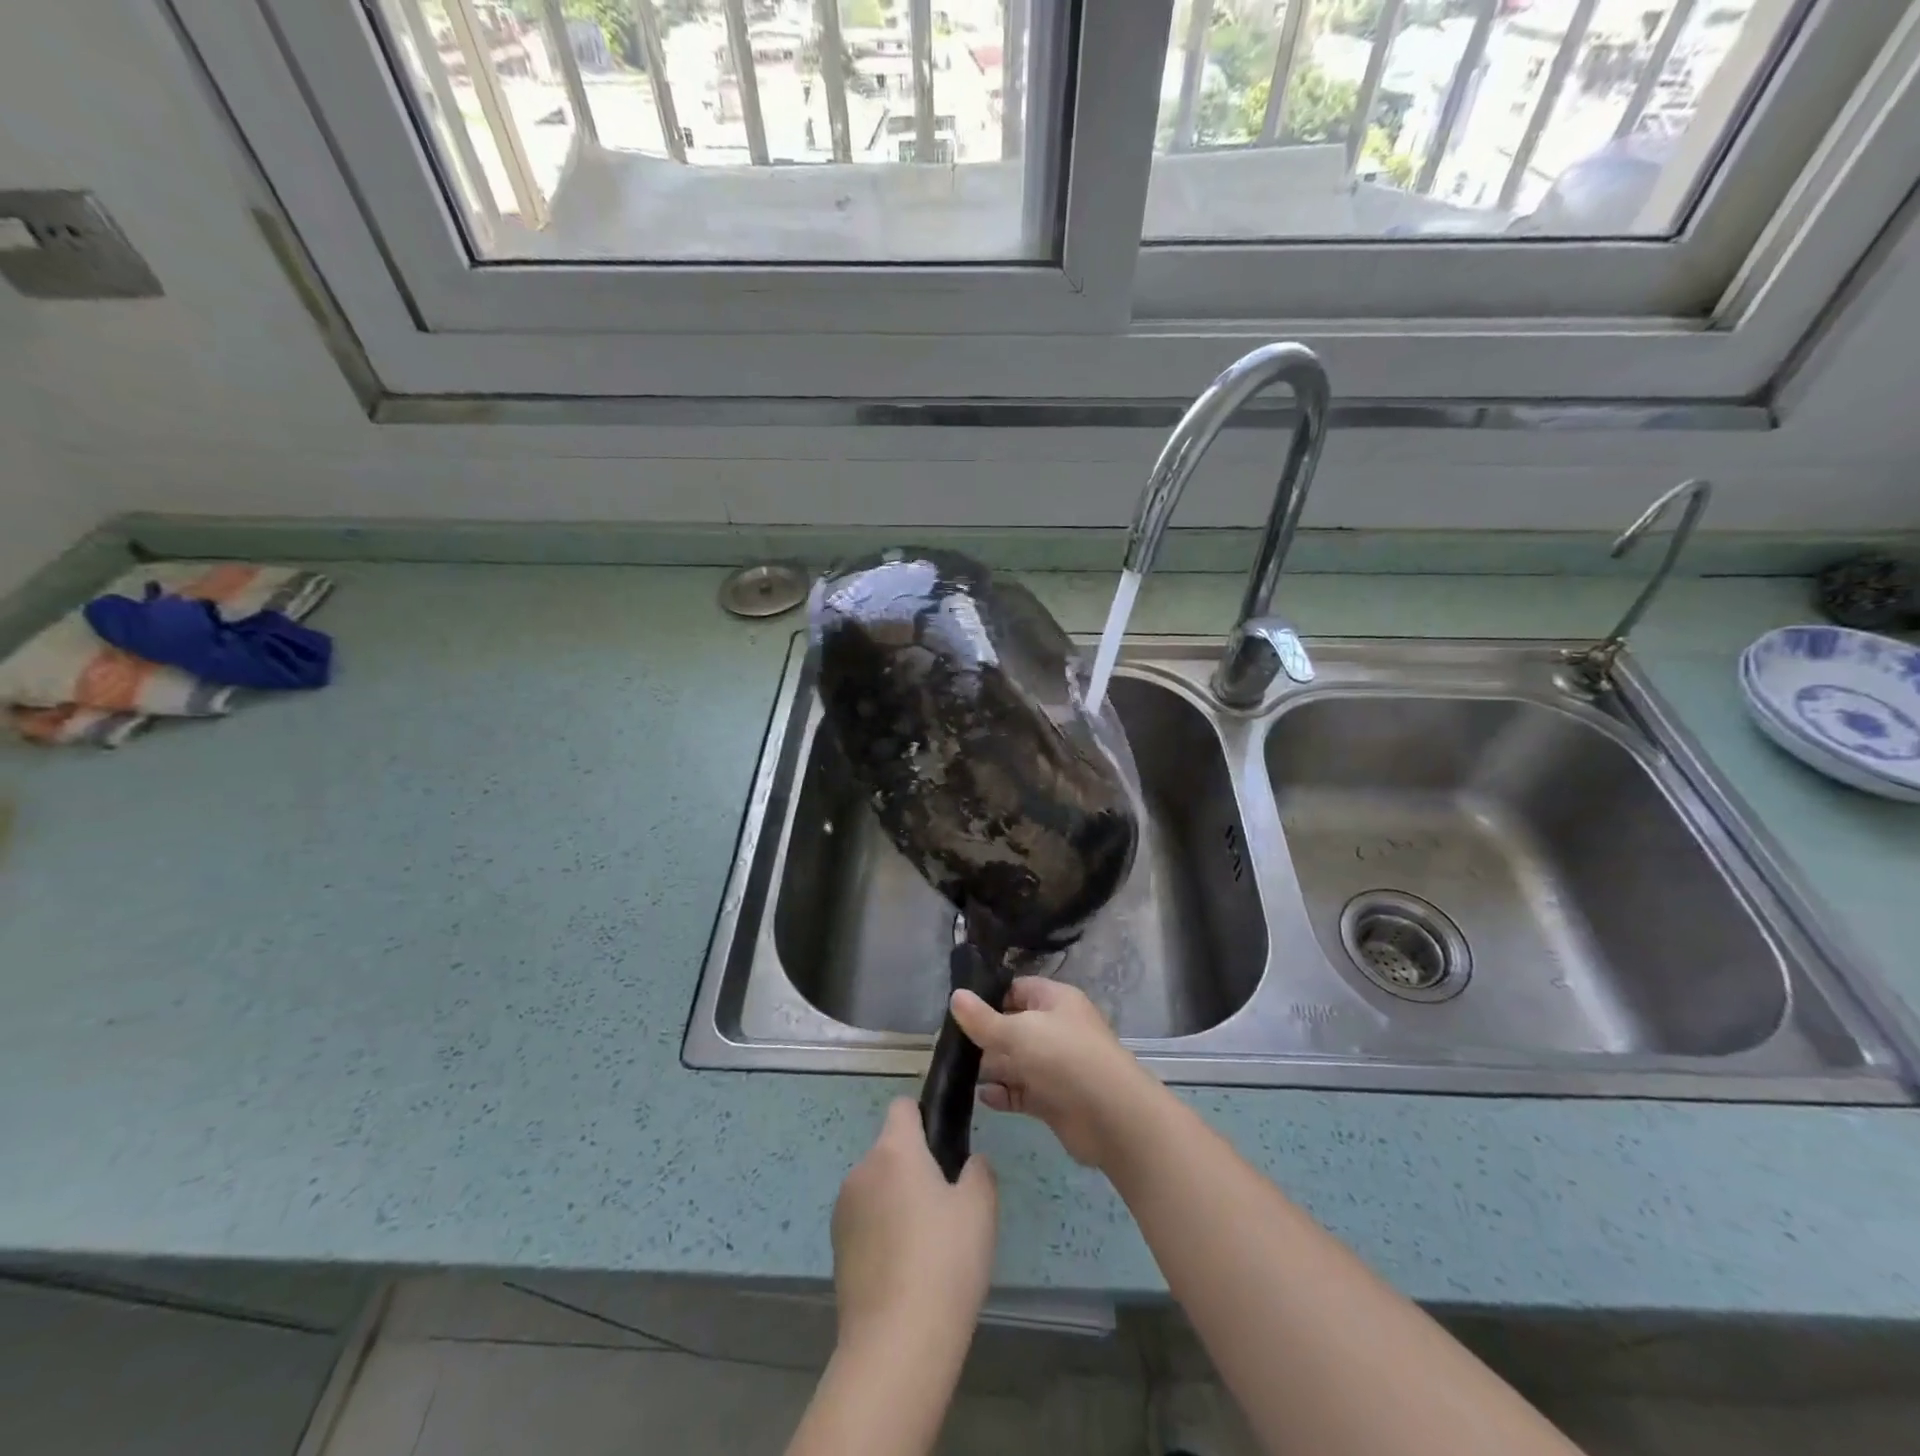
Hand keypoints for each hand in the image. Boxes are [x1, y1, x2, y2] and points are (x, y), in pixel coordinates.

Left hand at [831, 1098, 996, 1355]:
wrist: (896, 1344)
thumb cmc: (945, 1261)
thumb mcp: (981, 1208)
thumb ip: (978, 1171)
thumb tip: (969, 1163)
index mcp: (894, 1150)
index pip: (902, 1107)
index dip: (924, 1119)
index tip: (945, 1149)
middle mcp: (861, 1170)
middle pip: (890, 1151)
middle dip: (914, 1168)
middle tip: (946, 1207)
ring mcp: (843, 1211)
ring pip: (877, 1188)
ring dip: (896, 1202)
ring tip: (927, 1247)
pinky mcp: (836, 1250)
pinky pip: (865, 1223)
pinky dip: (882, 1234)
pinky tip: (905, 1272)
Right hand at [950, 977, 1163, 1169]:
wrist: (1111, 1116)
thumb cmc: (1064, 1057)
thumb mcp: (1018, 1031)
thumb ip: (983, 1019)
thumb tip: (955, 996)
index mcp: (1055, 1000)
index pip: (1017, 989)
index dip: (990, 997)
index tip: (960, 1010)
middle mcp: (1056, 1029)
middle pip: (1014, 1026)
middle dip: (986, 1036)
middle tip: (951, 1045)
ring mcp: (1055, 1065)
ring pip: (1016, 1061)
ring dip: (992, 1067)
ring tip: (958, 1072)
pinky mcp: (1054, 1099)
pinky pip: (1022, 1092)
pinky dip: (1004, 1094)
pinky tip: (983, 1097)